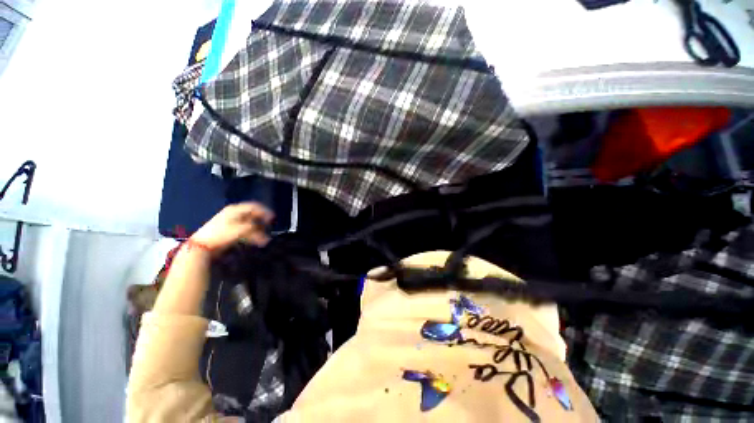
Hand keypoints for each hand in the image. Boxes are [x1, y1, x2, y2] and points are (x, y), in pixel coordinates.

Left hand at [191, 202, 273, 253]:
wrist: (201, 245)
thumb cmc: (220, 234)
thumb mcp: (239, 230)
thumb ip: (254, 229)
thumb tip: (265, 233)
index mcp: (235, 210)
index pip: (254, 206)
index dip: (265, 211)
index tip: (272, 218)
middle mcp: (233, 214)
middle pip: (252, 215)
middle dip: (262, 222)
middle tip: (269, 227)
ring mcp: (230, 222)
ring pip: (249, 224)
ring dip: (257, 230)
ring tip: (263, 238)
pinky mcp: (228, 230)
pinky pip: (244, 230)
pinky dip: (251, 234)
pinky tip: (255, 240)